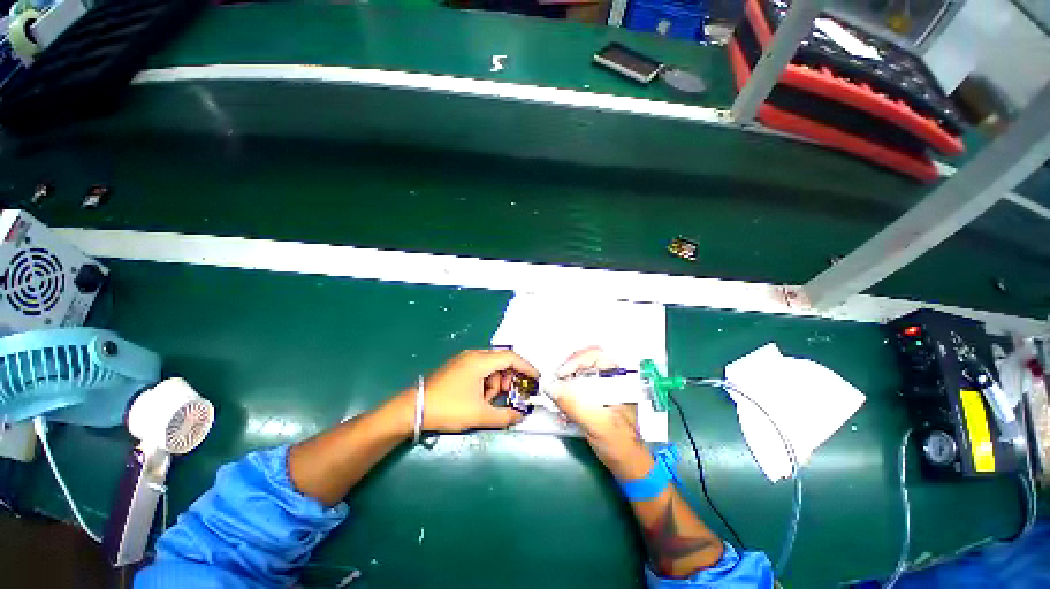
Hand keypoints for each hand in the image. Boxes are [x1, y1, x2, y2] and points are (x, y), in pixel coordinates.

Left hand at [413, 349, 539, 432]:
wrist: (413, 409)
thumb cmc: (449, 408)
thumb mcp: (479, 415)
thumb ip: (505, 416)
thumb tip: (521, 416)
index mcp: (480, 361)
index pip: (511, 357)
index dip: (527, 367)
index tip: (537, 379)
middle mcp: (473, 355)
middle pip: (501, 361)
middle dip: (510, 378)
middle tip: (512, 395)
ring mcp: (464, 360)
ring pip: (491, 366)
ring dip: (496, 383)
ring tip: (490, 401)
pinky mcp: (458, 367)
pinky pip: (480, 370)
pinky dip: (486, 382)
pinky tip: (480, 398)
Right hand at [550, 347, 653, 479]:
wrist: (628, 465)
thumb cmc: (619, 443)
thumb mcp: (597, 423)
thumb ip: (573, 404)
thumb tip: (550, 387)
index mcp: (619, 379)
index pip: (595, 356)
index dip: (575, 361)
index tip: (560, 375)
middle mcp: (611, 379)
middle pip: (584, 362)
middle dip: (567, 370)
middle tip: (554, 383)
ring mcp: (602, 388)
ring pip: (579, 374)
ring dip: (565, 383)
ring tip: (555, 396)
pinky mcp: (594, 398)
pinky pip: (576, 387)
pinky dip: (566, 393)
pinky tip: (561, 407)